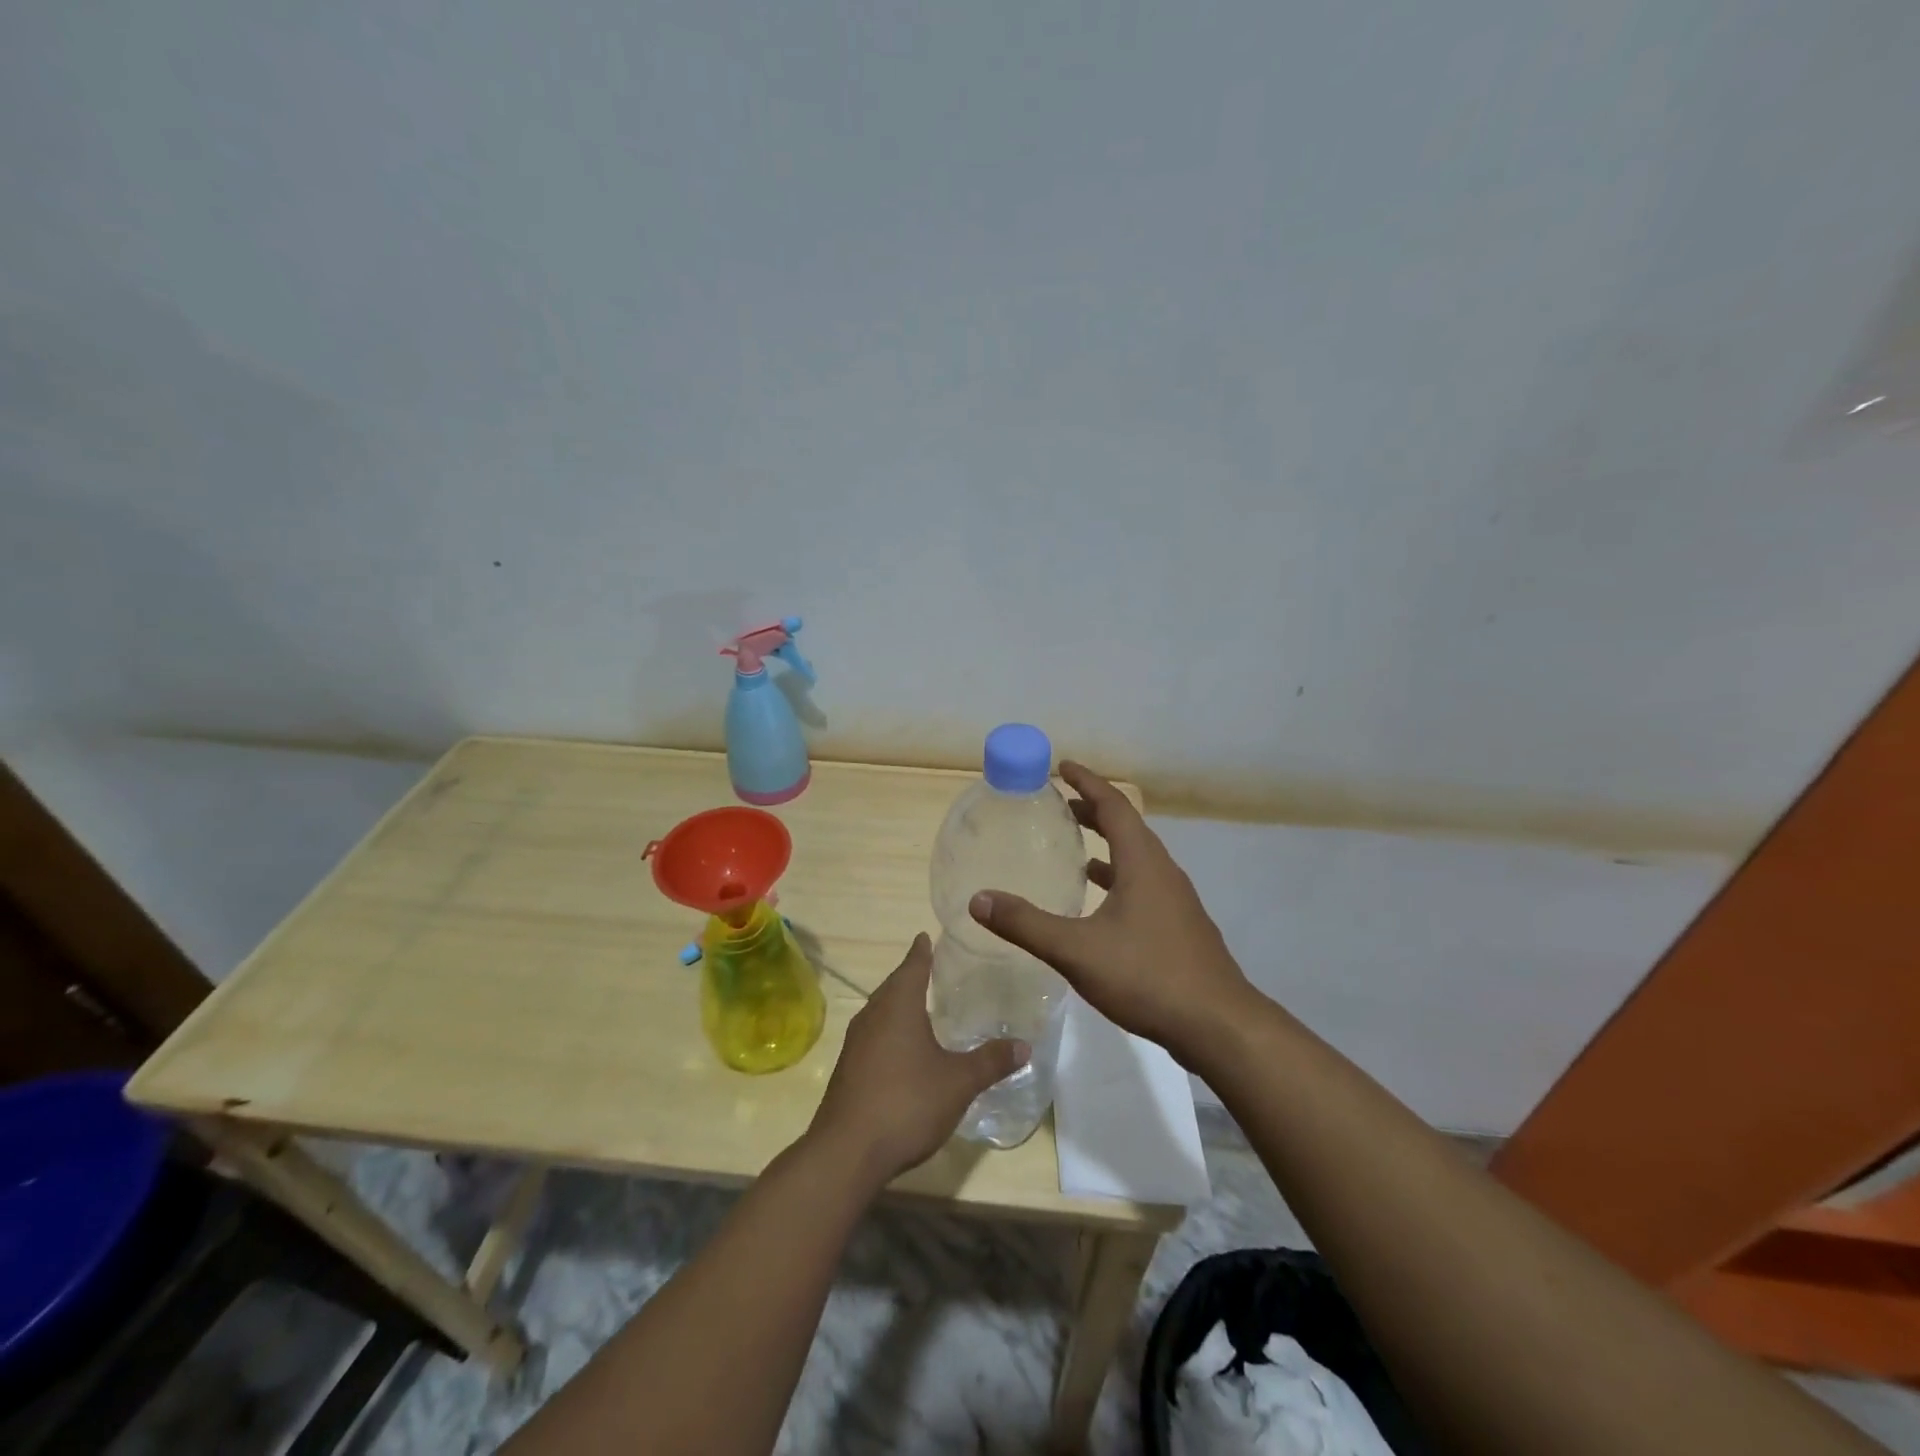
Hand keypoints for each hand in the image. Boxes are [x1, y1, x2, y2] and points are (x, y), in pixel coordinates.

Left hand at [808, 934, 1027, 1185]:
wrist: (847, 1151)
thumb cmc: (907, 1103)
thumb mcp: (959, 1082)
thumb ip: (991, 1061)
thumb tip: (1024, 1045)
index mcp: (898, 1006)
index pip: (912, 966)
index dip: (921, 952)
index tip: (926, 937)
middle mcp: (873, 1016)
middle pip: (892, 986)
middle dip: (910, 976)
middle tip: (930, 968)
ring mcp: (855, 1043)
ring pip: (880, 1011)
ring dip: (897, 1004)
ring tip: (918, 1005)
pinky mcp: (848, 1069)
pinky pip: (872, 1035)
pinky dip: (888, 1030)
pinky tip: (901, 1048)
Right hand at [969, 761, 1258, 1065]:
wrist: (1218, 1025)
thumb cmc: (1148, 975)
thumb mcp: (1077, 950)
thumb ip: (1026, 924)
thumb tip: (978, 900)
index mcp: (1143, 862)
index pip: (1114, 805)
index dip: (1087, 782)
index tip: (1063, 766)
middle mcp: (1162, 871)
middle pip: (1127, 826)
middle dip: (1093, 810)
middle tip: (1059, 804)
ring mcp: (1175, 899)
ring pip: (1137, 857)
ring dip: (1106, 843)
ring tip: (1075, 847)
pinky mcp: (1178, 925)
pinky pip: (1143, 883)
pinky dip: (1117, 877)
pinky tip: (1099, 901)